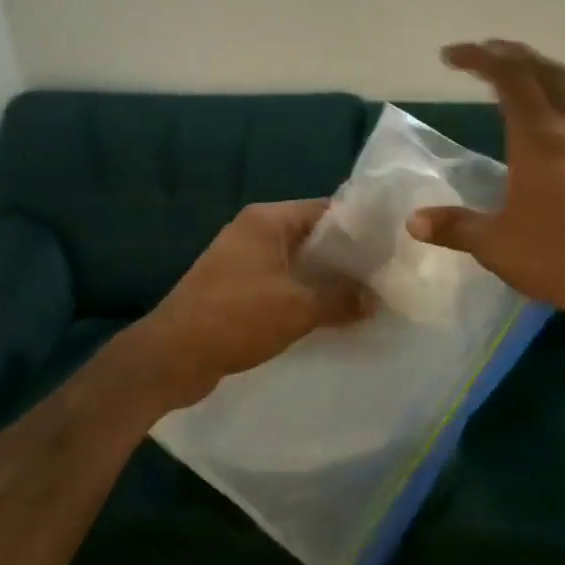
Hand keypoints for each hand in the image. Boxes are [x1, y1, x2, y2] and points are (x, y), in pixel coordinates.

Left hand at [114, 199, 376, 414]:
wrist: (173, 355)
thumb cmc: (237, 317)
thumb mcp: (299, 307)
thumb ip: (342, 298)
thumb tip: (374, 298)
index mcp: (267, 220)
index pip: (326, 209)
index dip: (360, 226)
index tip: (391, 246)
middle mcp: (254, 232)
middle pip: (312, 237)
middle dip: (346, 259)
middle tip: (384, 278)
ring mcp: (242, 261)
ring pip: (297, 265)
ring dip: (325, 282)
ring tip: (364, 300)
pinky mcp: (235, 290)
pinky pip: (280, 285)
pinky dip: (303, 297)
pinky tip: (328, 318)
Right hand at [406, 40, 564, 369]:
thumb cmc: (559, 257)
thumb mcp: (495, 244)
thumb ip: (454, 227)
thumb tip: (413, 221)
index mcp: (539, 140)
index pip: (511, 78)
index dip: (480, 58)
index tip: (449, 57)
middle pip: (547, 72)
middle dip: (514, 54)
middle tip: (484, 53)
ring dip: (537, 74)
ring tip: (509, 78)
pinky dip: (550, 102)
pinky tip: (535, 129)